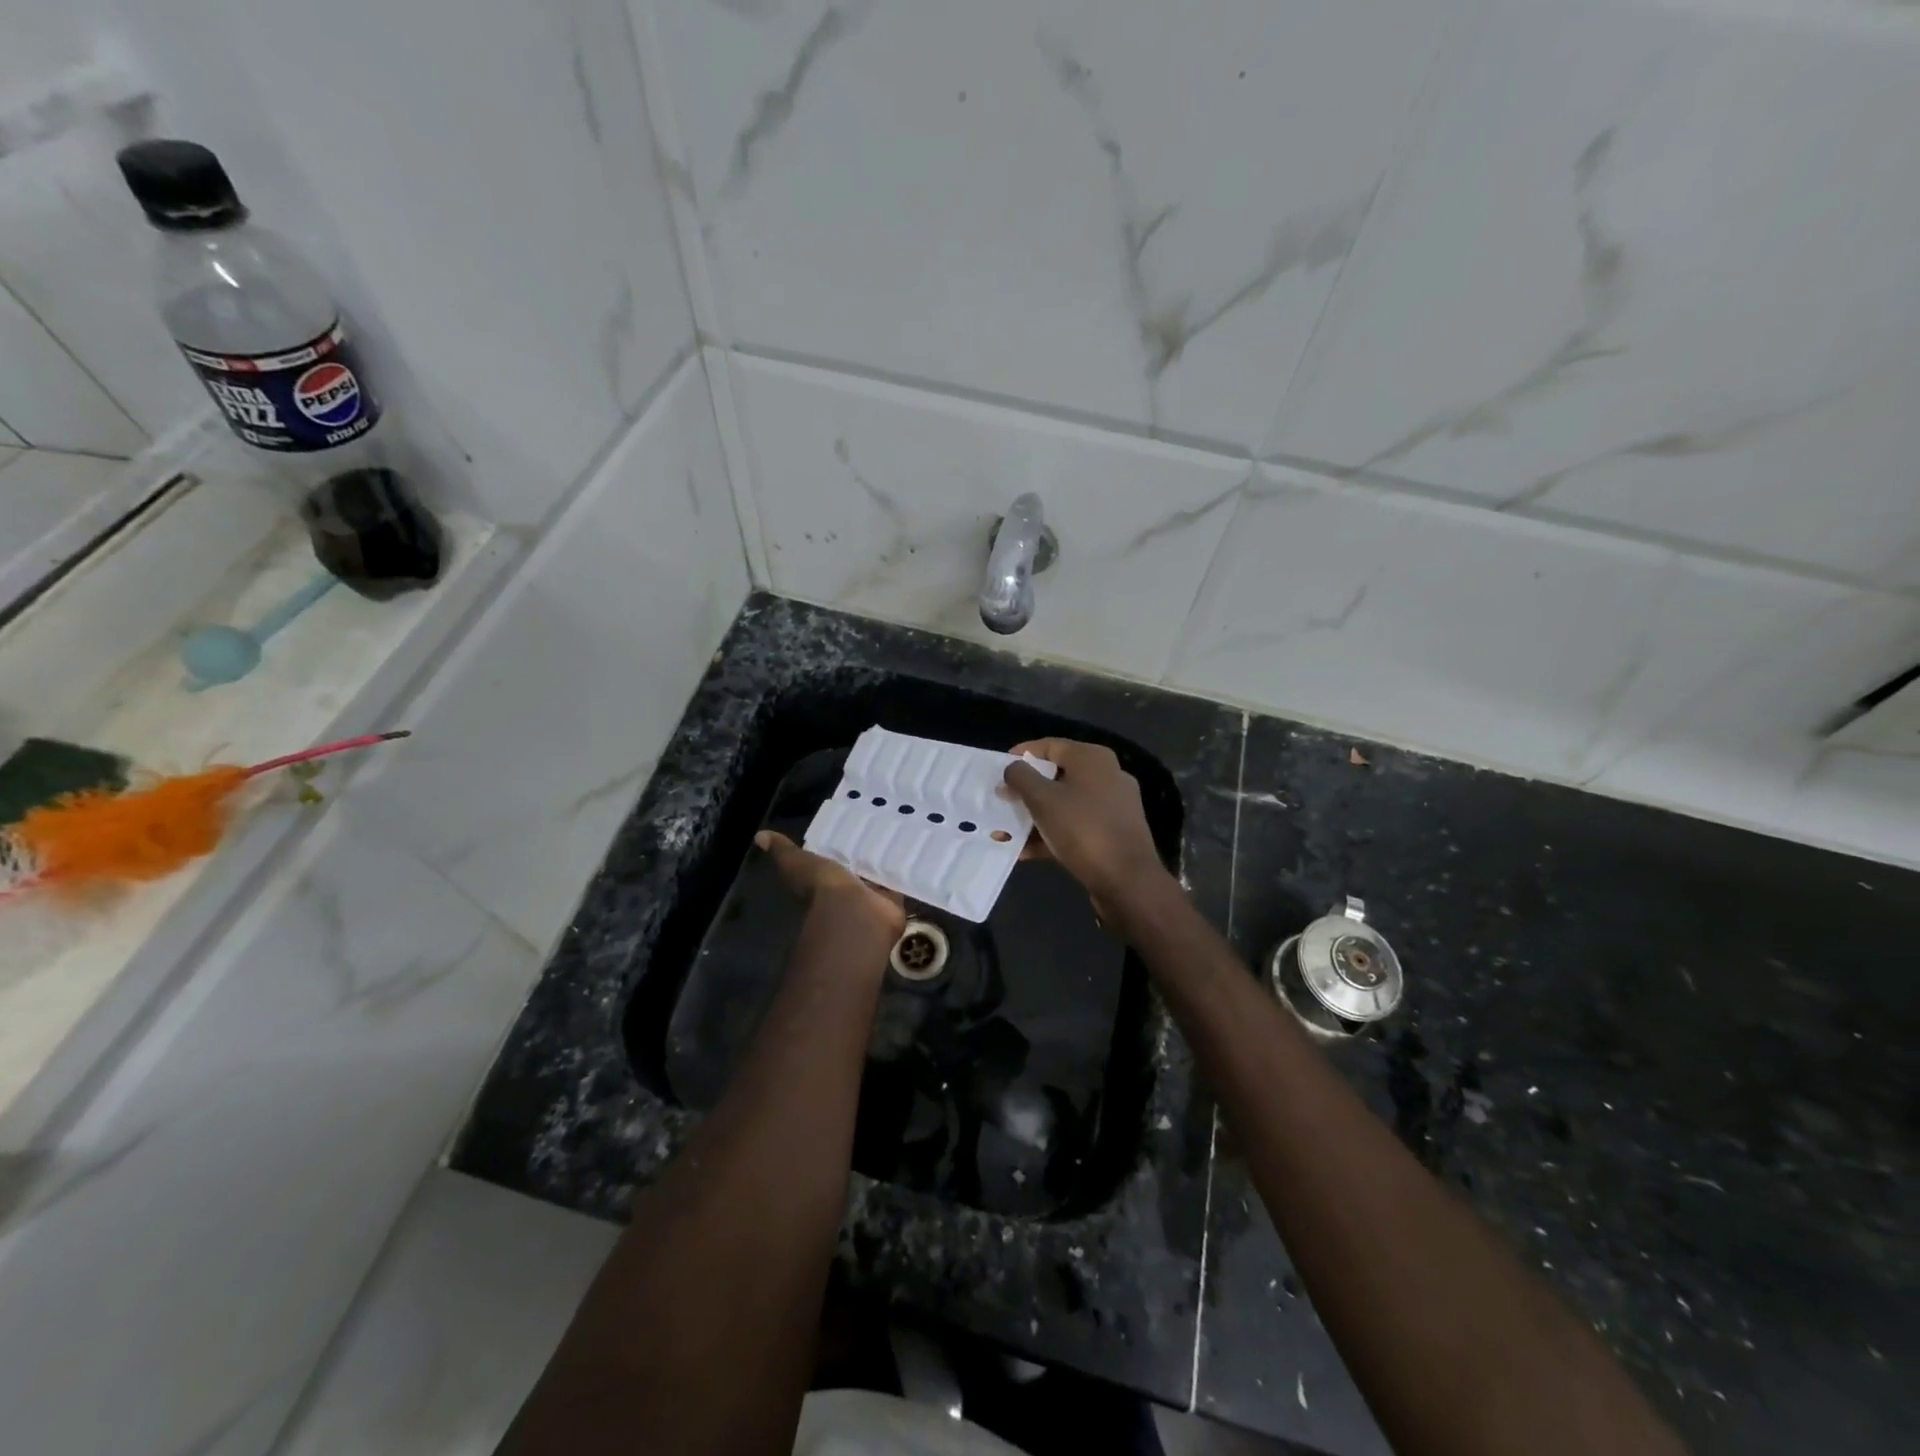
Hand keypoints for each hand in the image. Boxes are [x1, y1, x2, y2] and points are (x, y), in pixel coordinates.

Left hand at [755, 830, 904, 938]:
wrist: (851, 916)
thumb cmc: (822, 889)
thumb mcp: (797, 864)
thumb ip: (784, 851)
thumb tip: (760, 836)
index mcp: (822, 879)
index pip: (830, 857)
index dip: (838, 844)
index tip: (851, 821)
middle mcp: (845, 889)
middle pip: (856, 865)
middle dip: (866, 850)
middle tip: (882, 821)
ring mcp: (869, 897)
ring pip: (879, 874)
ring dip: (886, 860)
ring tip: (902, 830)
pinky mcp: (892, 902)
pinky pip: (899, 884)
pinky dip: (905, 872)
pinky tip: (913, 850)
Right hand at [1002, 739, 1169, 917]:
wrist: (1127, 880)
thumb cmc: (1083, 829)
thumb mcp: (1043, 799)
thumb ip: (1021, 778)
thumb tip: (1011, 768)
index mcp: (1093, 759)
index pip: (1050, 746)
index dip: (1022, 754)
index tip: (998, 770)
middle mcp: (1106, 776)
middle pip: (1056, 776)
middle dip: (1025, 791)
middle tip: (1000, 801)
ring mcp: (1111, 807)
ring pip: (1064, 805)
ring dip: (1033, 817)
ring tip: (1005, 831)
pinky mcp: (1111, 835)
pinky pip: (1074, 828)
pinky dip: (1050, 835)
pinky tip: (1024, 851)